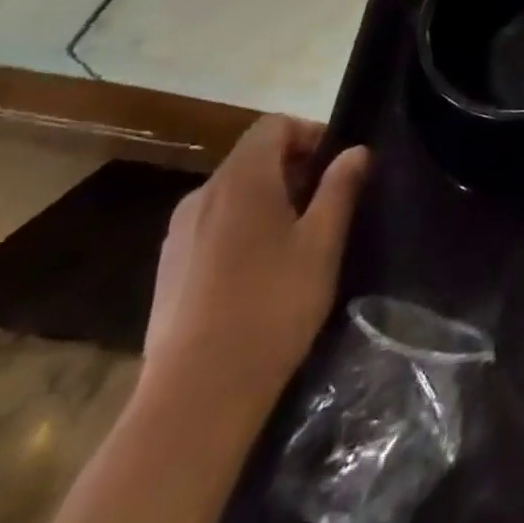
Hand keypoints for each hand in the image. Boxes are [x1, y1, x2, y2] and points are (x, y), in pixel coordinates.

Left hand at [143, 116, 370, 416]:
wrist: (195, 397)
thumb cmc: (272, 306)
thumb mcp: (323, 243)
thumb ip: (340, 188)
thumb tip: (355, 151)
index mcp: (241, 180)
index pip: (274, 125)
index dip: (310, 134)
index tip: (337, 168)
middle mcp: (202, 195)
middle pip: (253, 158)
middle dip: (294, 170)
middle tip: (327, 206)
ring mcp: (178, 235)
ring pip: (233, 195)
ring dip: (268, 201)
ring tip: (297, 242)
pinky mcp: (168, 270)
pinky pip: (213, 227)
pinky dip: (241, 230)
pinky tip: (260, 275)